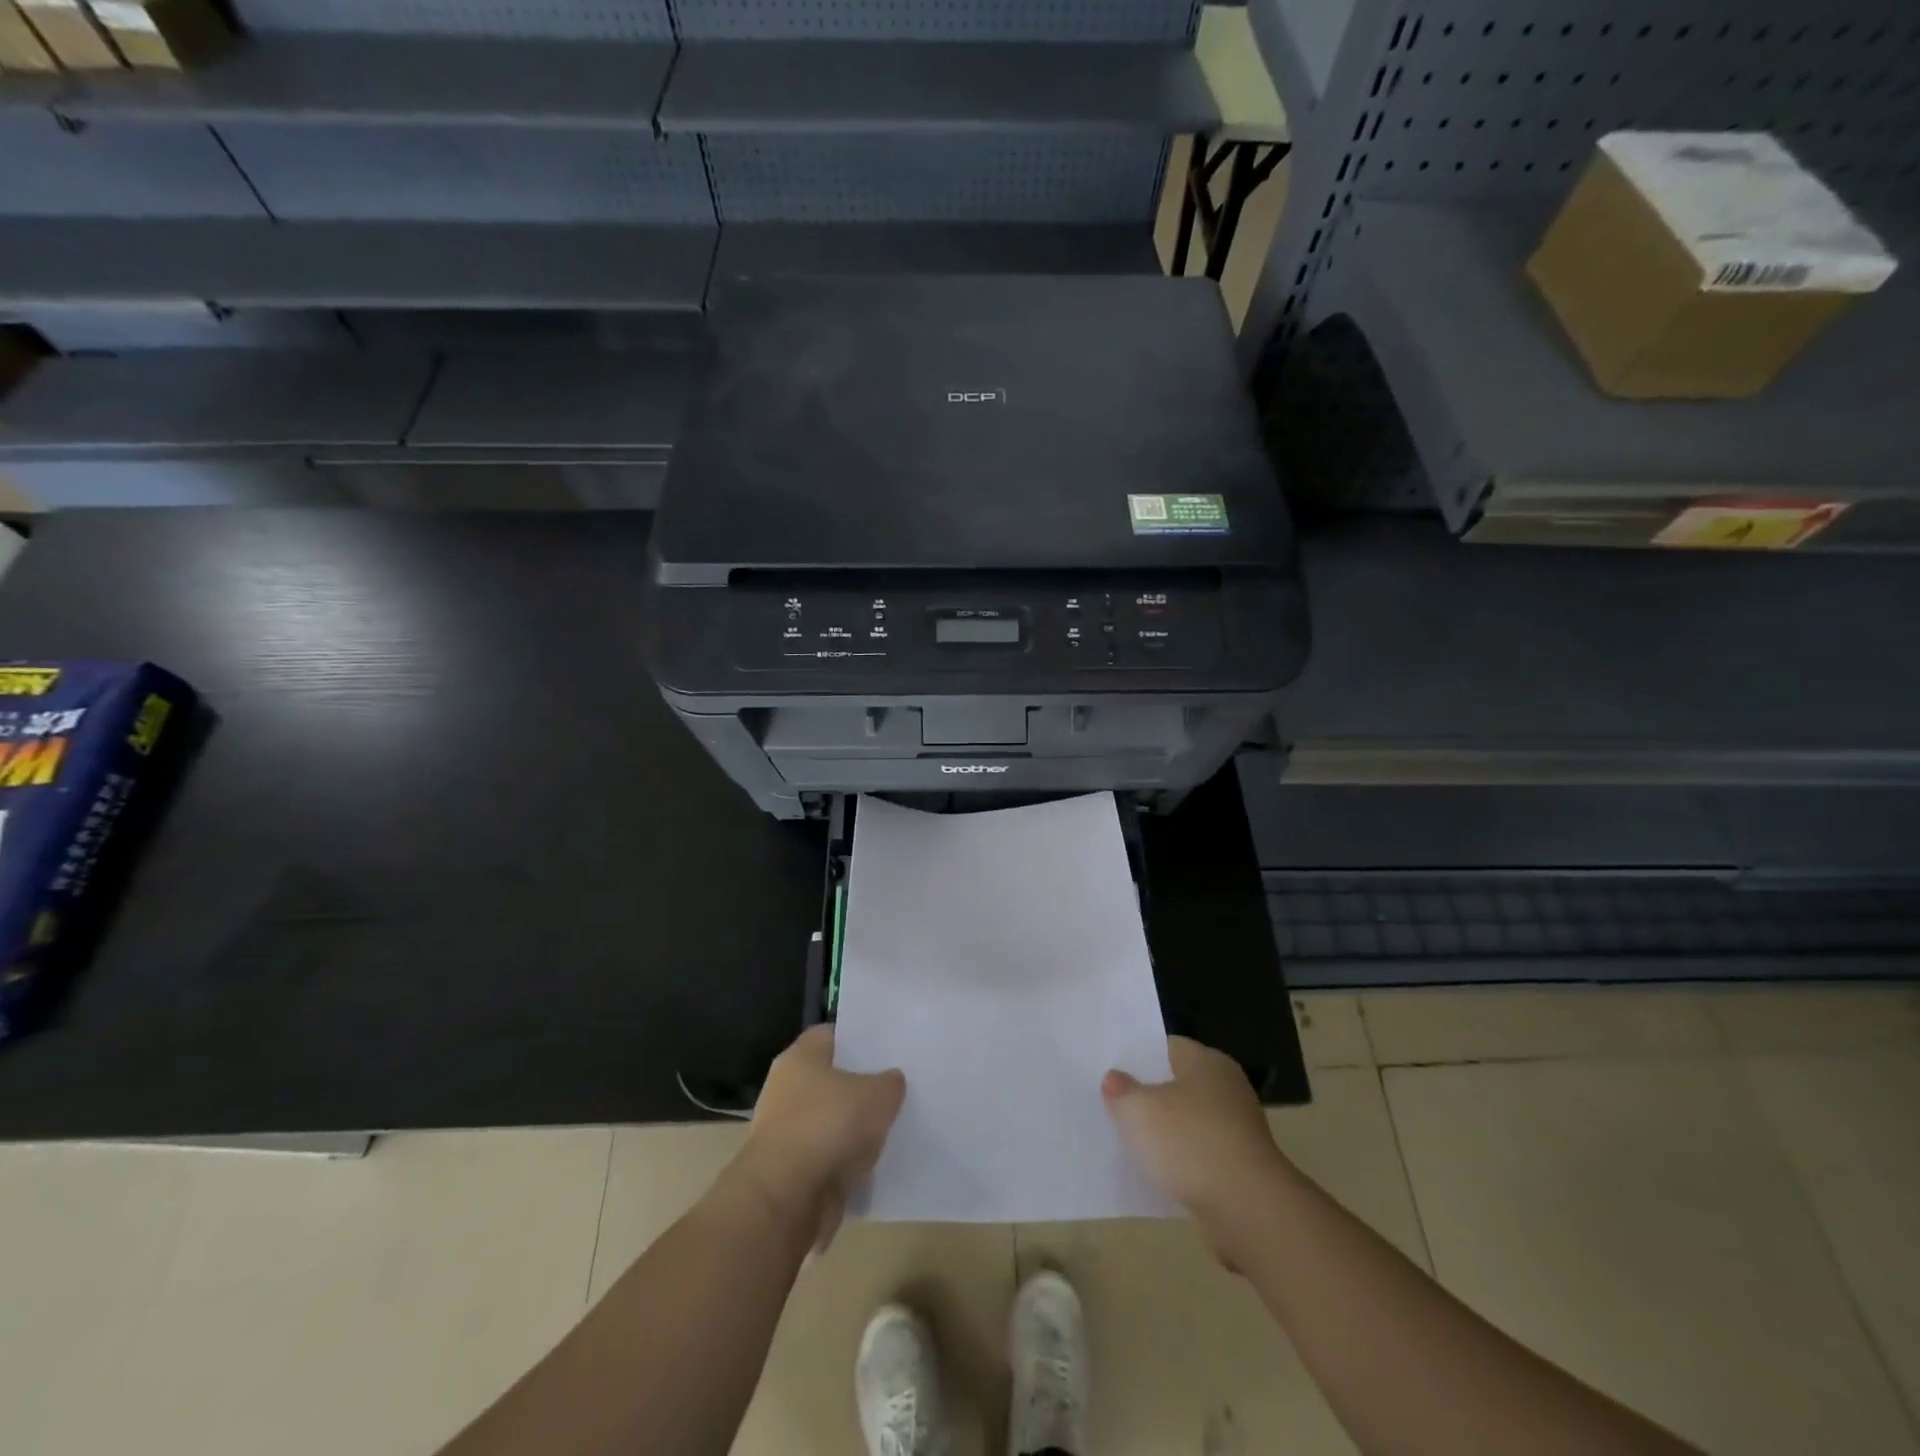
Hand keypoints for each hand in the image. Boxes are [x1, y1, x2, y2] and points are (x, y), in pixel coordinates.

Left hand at [726, 1026, 904, 1250]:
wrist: (787, 1201)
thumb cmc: (829, 1127)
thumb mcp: (878, 1095)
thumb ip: (890, 1083)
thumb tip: (891, 1080)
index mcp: (800, 1058)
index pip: (831, 1035)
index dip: (858, 1038)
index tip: (887, 1048)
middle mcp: (786, 1089)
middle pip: (830, 1080)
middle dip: (860, 1086)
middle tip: (895, 1088)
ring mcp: (786, 1133)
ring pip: (830, 1121)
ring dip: (853, 1129)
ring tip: (891, 1128)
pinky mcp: (790, 1173)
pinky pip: (827, 1158)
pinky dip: (846, 1162)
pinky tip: (875, 1164)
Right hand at [1103, 1036, 1292, 1258]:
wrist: (1248, 1210)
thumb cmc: (1190, 1143)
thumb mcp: (1138, 1110)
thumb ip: (1121, 1090)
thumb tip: (1115, 1079)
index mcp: (1207, 1061)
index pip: (1166, 1047)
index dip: (1136, 1056)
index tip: (1109, 1069)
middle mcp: (1227, 1088)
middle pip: (1177, 1084)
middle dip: (1148, 1095)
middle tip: (1112, 1104)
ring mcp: (1237, 1130)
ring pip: (1188, 1122)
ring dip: (1164, 1133)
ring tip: (1128, 1141)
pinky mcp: (1241, 1168)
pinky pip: (1199, 1155)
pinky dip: (1180, 1162)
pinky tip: (1156, 1174)